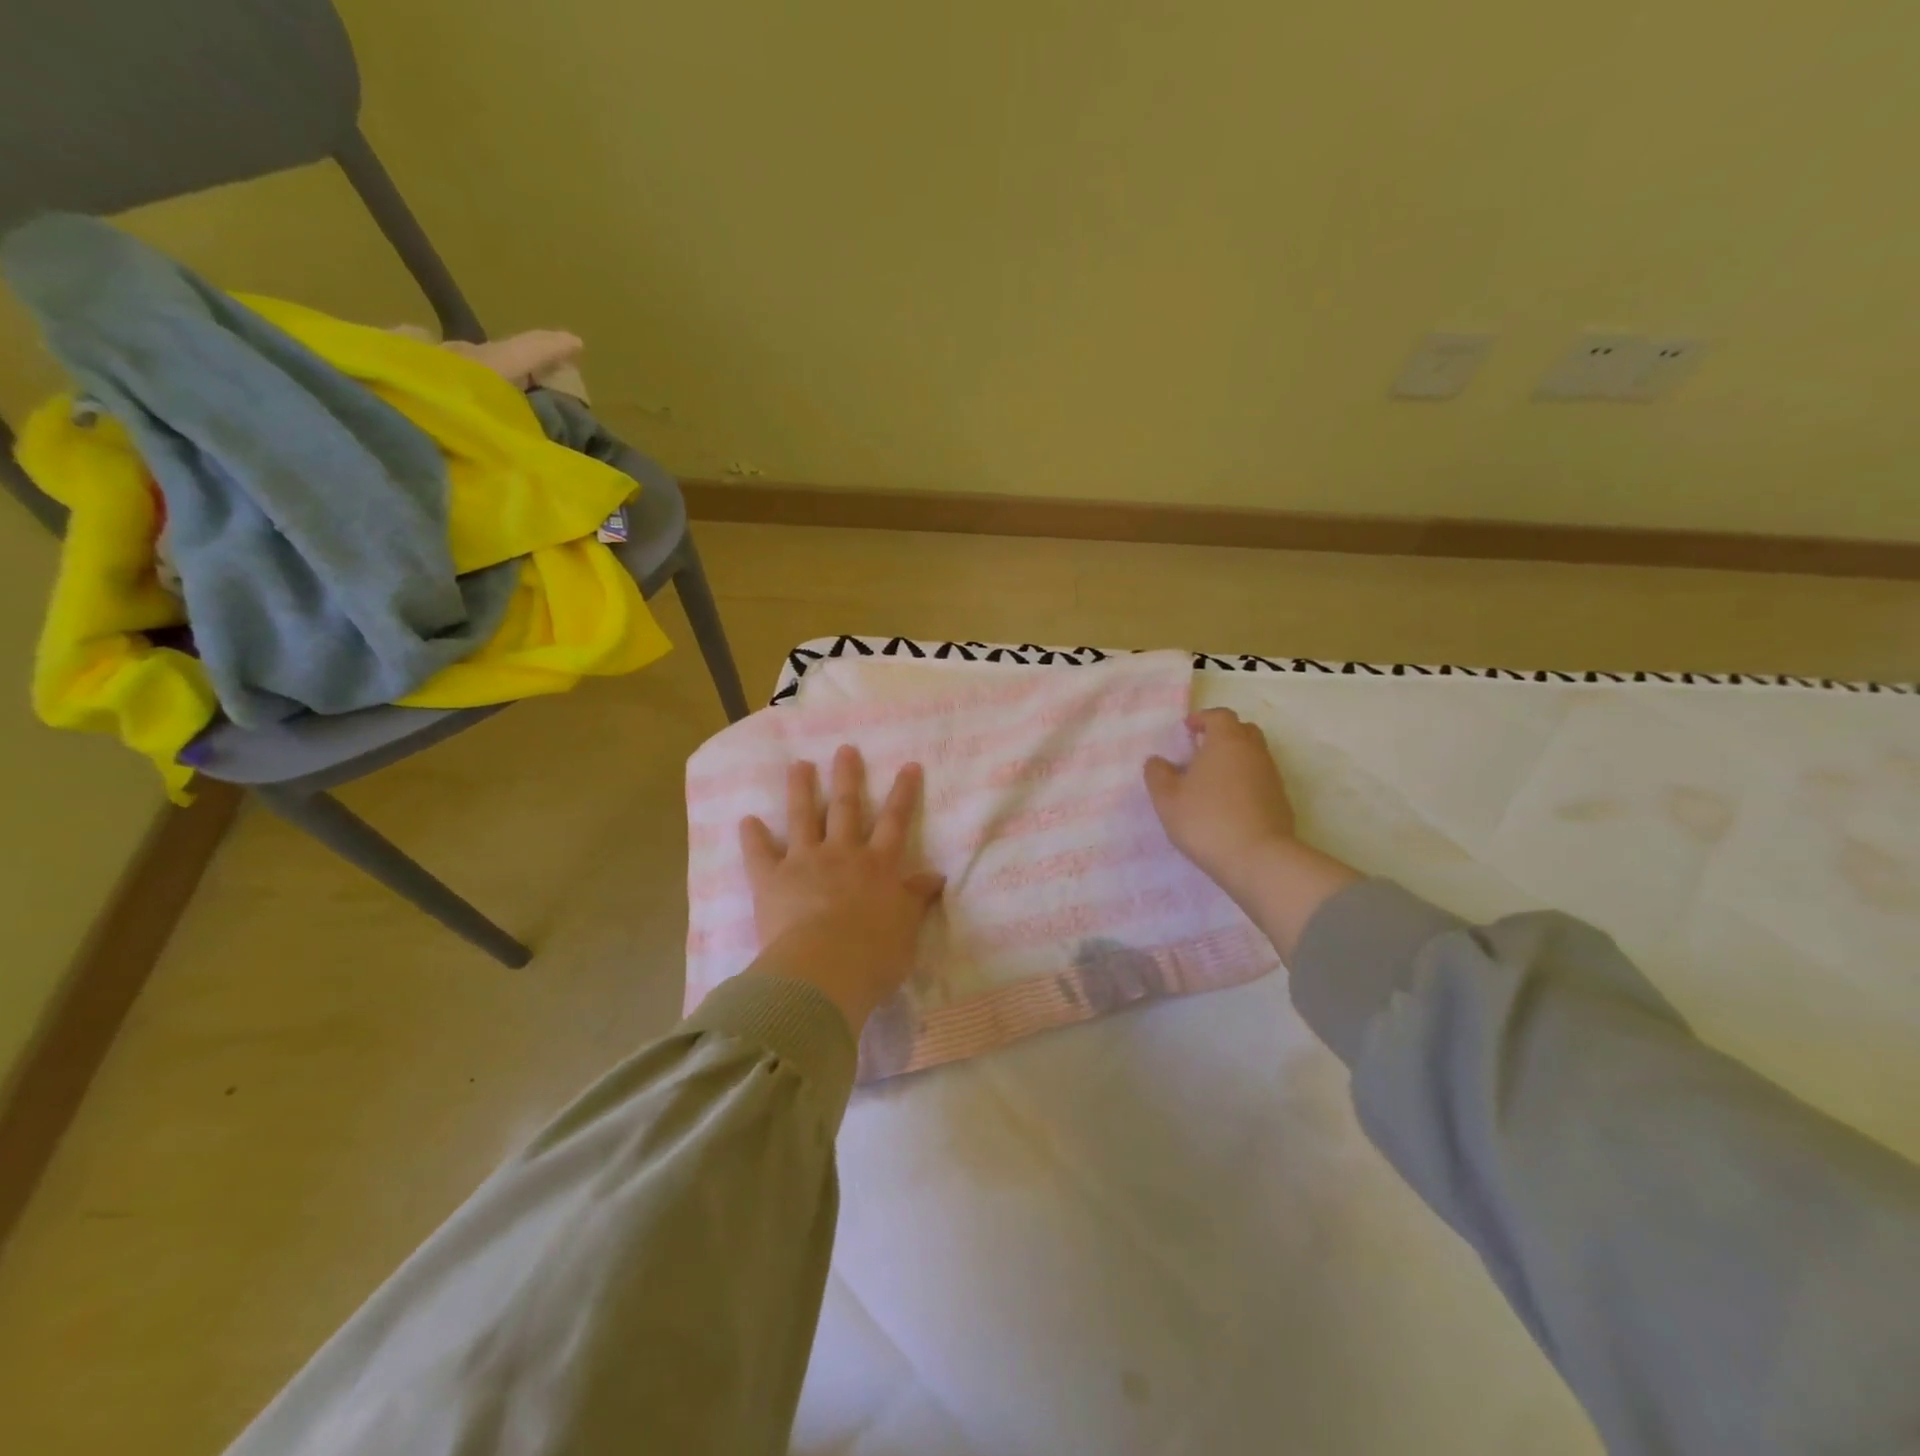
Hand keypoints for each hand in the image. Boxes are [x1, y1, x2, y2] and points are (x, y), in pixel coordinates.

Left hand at [739, 746, 944, 1032]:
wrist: (824, 969)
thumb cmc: (873, 954)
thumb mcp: (907, 928)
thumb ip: (917, 899)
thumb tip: (935, 876)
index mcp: (878, 866)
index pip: (895, 822)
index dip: (903, 793)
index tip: (908, 765)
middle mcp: (842, 854)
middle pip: (846, 809)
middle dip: (847, 777)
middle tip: (845, 749)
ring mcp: (804, 862)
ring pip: (802, 818)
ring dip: (801, 789)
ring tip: (799, 765)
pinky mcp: (771, 880)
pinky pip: (759, 854)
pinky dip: (752, 837)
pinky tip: (747, 820)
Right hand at [1144, 708, 1357, 958]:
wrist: (1258, 859)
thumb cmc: (1206, 820)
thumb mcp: (1167, 799)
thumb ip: (1157, 774)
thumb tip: (1157, 761)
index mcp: (1226, 741)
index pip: (1219, 716)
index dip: (1202, 719)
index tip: (1187, 730)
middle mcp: (1254, 752)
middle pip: (1242, 731)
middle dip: (1222, 735)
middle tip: (1201, 751)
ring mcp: (1272, 776)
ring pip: (1253, 756)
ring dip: (1234, 760)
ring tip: (1212, 781)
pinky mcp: (1281, 801)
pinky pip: (1260, 780)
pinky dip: (1245, 782)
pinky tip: (1229, 804)